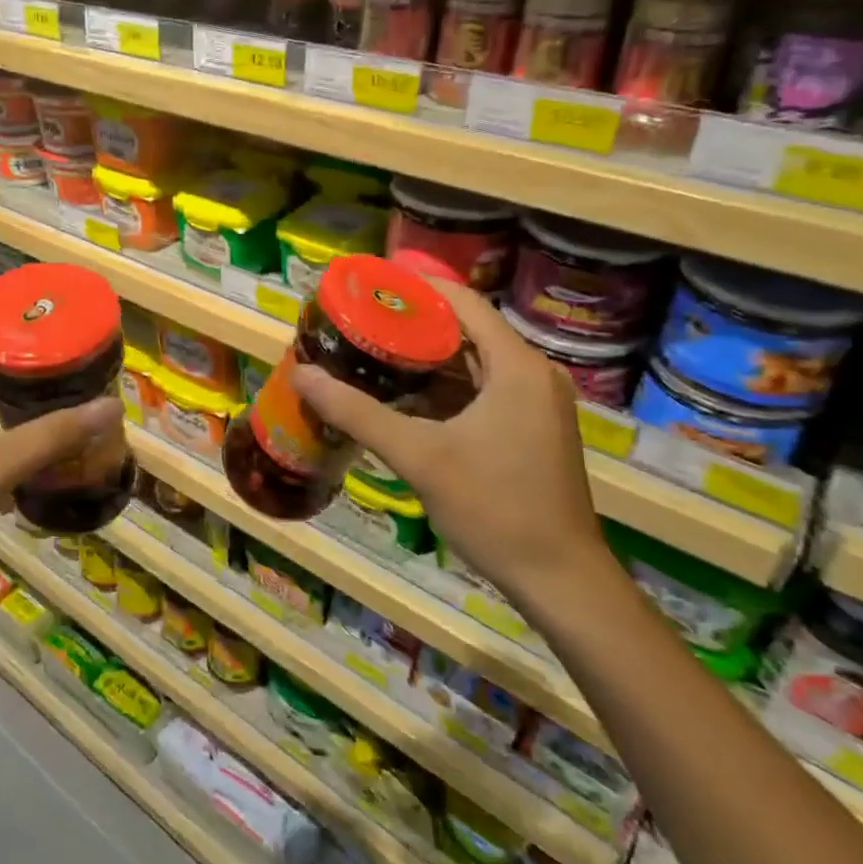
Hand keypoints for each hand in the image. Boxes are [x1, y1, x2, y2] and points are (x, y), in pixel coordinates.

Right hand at [290, 282, 609, 608]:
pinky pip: (481, 390)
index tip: (370, 282)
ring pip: (472, 363)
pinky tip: (402, 395)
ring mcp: (535, 404)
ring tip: (371, 348)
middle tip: (360, 318)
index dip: (416, 286)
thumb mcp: (419, 456)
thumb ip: (358, 412)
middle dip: (413, 322)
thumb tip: (301, 375)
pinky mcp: (530, 429)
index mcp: (517, 366)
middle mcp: (532, 374)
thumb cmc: (495, 508)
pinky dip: (443, 387)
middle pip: (467, 330)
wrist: (560, 581)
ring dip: (426, 356)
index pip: (463, 302)